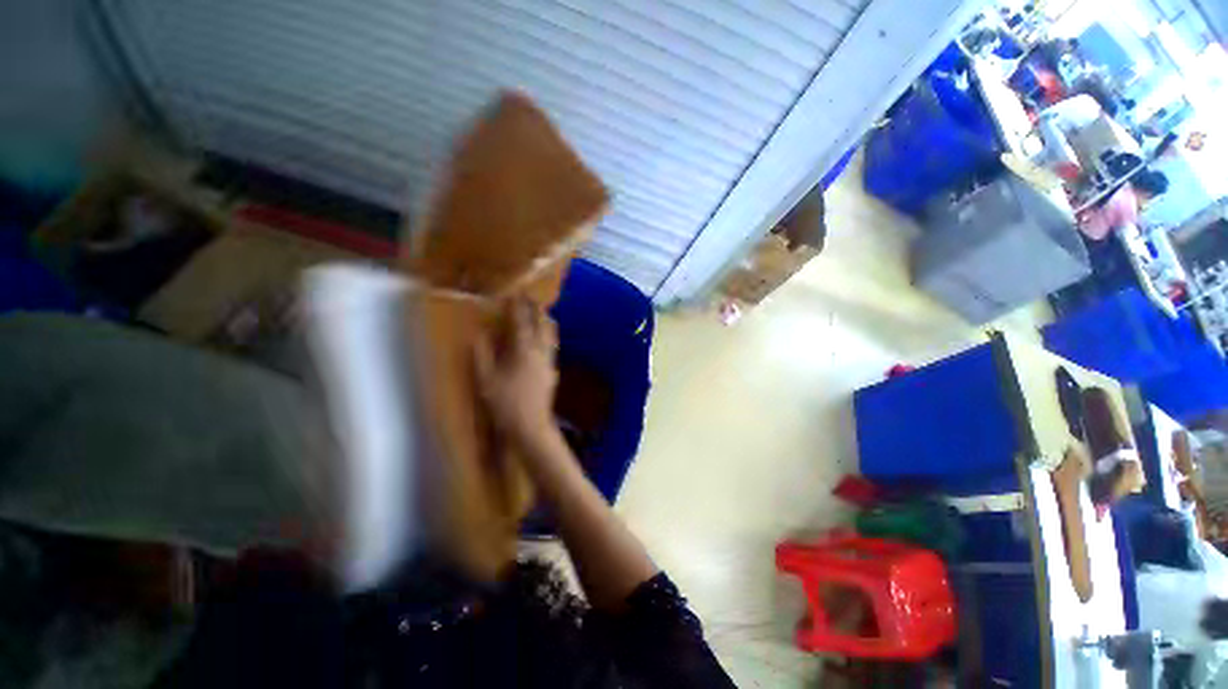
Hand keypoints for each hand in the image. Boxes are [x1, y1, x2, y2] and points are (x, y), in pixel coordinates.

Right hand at [473, 298, 559, 449]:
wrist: (532, 426)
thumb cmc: (505, 404)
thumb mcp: (486, 381)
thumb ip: (482, 356)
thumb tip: (479, 335)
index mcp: (523, 351)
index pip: (522, 323)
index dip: (518, 307)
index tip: (516, 294)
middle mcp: (540, 352)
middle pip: (542, 325)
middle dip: (536, 309)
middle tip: (531, 299)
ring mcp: (549, 361)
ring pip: (551, 335)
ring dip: (545, 321)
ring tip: (541, 314)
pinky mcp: (552, 371)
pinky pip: (552, 346)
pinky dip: (548, 336)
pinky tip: (544, 340)